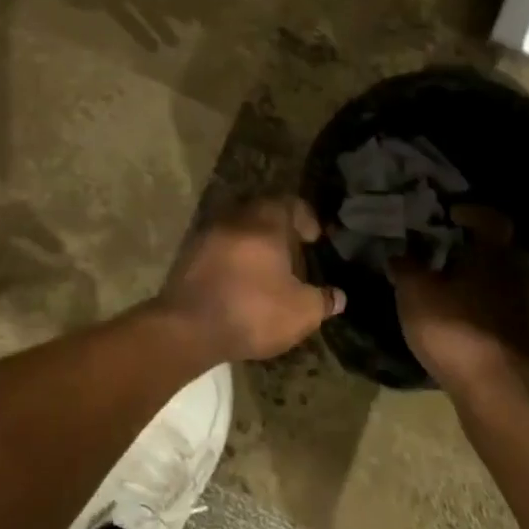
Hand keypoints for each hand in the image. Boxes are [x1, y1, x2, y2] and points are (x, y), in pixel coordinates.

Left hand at [155, 198, 345, 362]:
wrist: (190, 324)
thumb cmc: (253, 310)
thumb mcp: (300, 312)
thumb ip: (322, 300)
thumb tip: (338, 296)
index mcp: (266, 220)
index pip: (291, 204)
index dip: (307, 219)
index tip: (315, 239)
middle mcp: (237, 216)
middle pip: (264, 212)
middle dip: (281, 230)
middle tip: (294, 255)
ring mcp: (210, 230)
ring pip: (241, 227)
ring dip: (256, 242)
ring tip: (269, 270)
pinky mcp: (191, 250)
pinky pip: (222, 243)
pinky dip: (235, 255)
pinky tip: (242, 280)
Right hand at [389, 206, 528, 401]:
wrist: (495, 394)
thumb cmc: (453, 329)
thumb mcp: (414, 291)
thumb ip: (405, 265)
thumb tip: (399, 251)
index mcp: (494, 255)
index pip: (492, 219)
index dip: (472, 212)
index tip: (450, 216)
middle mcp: (518, 275)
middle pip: (503, 249)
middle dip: (478, 246)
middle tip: (449, 250)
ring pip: (507, 280)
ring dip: (485, 278)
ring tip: (455, 286)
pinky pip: (509, 308)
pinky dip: (491, 306)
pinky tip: (468, 317)